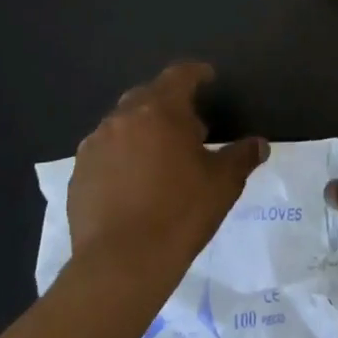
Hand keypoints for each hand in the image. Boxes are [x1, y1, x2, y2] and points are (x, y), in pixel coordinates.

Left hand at [69, 61, 265, 271]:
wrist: (121, 264)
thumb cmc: (180, 212)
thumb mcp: (223, 183)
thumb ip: (242, 156)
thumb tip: (259, 144)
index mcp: (160, 111)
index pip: (180, 75)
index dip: (196, 73)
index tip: (208, 78)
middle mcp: (122, 118)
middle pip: (147, 96)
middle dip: (169, 103)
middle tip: (190, 127)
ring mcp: (94, 146)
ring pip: (122, 124)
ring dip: (142, 130)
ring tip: (160, 157)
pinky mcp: (77, 174)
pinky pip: (104, 153)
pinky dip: (121, 156)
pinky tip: (133, 183)